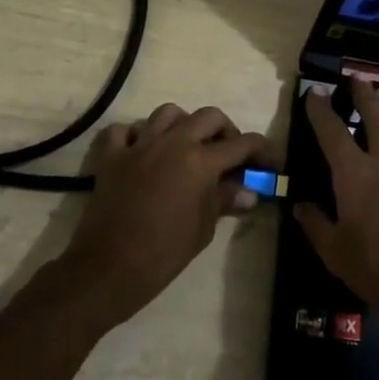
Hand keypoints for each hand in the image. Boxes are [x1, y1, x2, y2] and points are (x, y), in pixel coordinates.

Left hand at [59, 104, 269, 328]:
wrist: (111, 266)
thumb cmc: (165, 252)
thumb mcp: (204, 228)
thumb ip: (224, 200)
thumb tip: (248, 192)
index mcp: (200, 161)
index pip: (241, 144)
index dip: (261, 150)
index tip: (267, 162)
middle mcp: (172, 143)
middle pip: (208, 116)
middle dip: (225, 131)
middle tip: (227, 154)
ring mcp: (138, 145)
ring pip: (167, 113)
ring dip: (183, 125)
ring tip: (186, 147)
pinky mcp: (111, 155)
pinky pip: (123, 130)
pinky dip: (134, 135)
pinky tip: (140, 151)